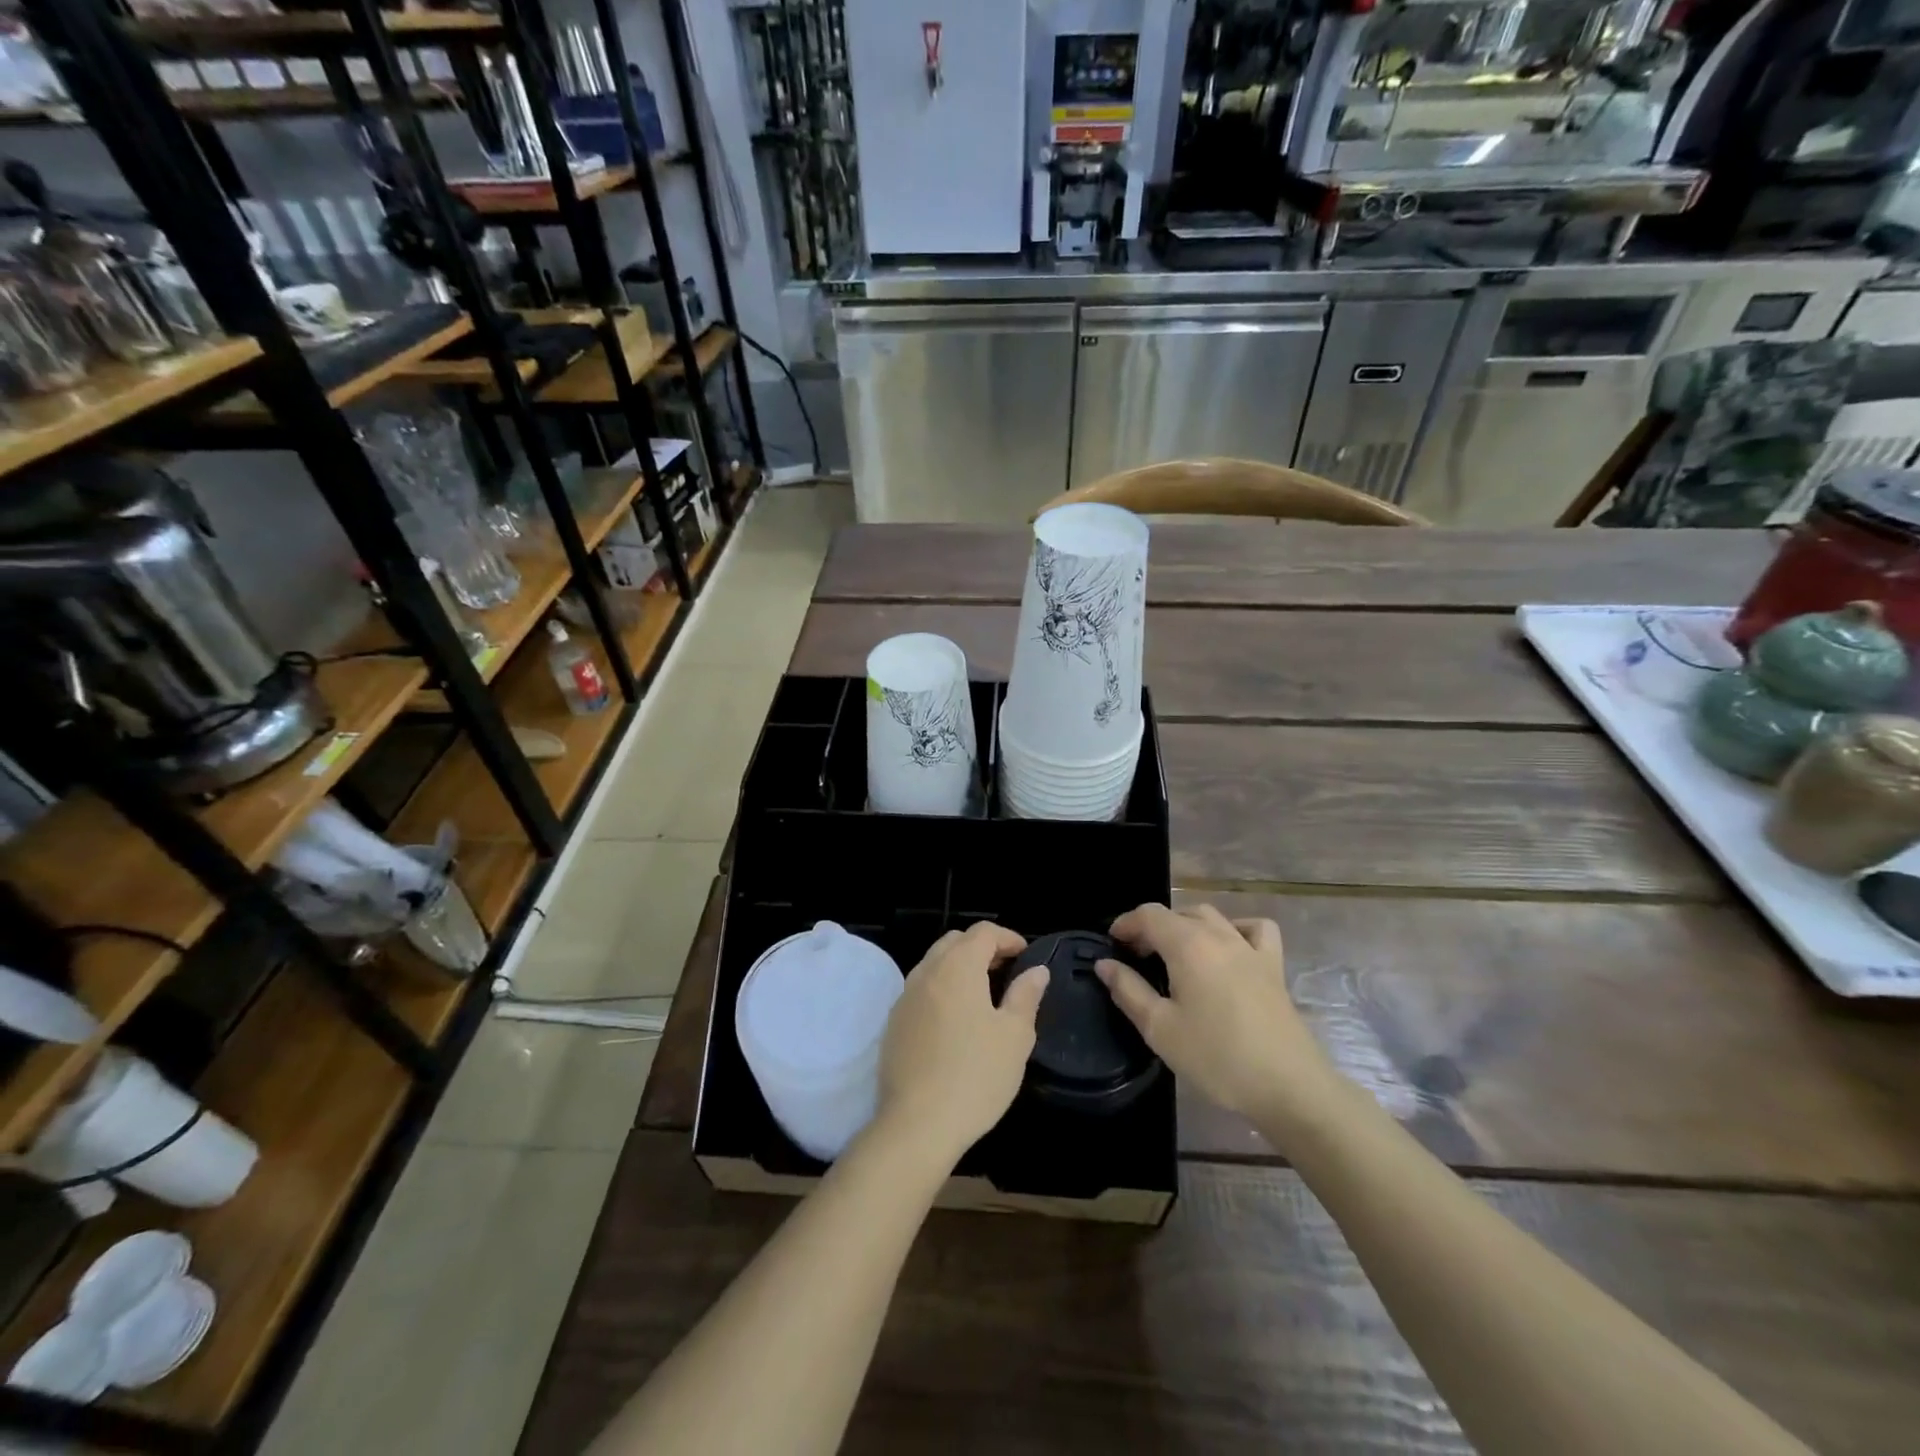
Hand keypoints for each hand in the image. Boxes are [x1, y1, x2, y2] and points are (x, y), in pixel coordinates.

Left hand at [876, 923, 1047, 1163]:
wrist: (916, 1125)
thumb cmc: (975, 1076)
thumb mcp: (1014, 1037)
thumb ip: (1025, 996)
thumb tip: (1036, 970)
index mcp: (957, 968)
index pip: (983, 932)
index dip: (1008, 937)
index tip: (1026, 956)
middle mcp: (926, 972)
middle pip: (955, 942)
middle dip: (982, 948)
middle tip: (1006, 971)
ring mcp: (904, 997)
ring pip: (934, 964)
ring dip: (959, 968)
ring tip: (984, 995)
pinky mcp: (894, 1023)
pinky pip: (921, 990)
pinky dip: (941, 989)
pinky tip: (956, 1021)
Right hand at [1097, 904, 1341, 1135]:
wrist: (1288, 1086)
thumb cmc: (1216, 1058)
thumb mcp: (1160, 1029)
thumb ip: (1128, 990)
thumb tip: (1105, 964)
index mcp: (1187, 945)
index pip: (1149, 915)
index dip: (1126, 923)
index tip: (1112, 944)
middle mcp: (1219, 935)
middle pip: (1178, 913)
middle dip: (1152, 927)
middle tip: (1137, 957)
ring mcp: (1250, 948)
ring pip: (1212, 916)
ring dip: (1187, 925)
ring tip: (1175, 953)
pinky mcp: (1274, 966)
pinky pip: (1255, 929)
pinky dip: (1236, 929)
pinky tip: (1227, 950)